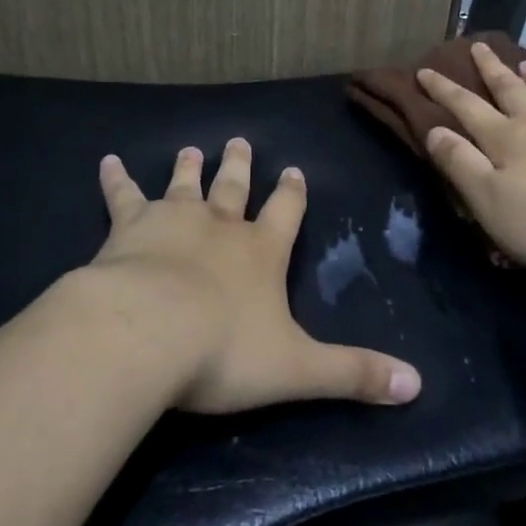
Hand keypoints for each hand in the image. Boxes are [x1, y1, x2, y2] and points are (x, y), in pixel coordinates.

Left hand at [89, 140, 421, 414]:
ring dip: (190, 168)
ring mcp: (173, 219)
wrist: (148, 332)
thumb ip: (354, 373)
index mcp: (261, 253)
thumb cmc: (223, 352)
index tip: (294, 171)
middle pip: (233, 188)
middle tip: (240, 141)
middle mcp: (220, 225)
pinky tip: (107, 162)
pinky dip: (116, 180)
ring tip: (193, 148)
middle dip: (239, 167)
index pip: (284, 213)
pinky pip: (123, 196)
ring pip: (185, 185)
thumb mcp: (298, 369)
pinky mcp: (130, 226)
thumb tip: (417, 384)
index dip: (291, 194)